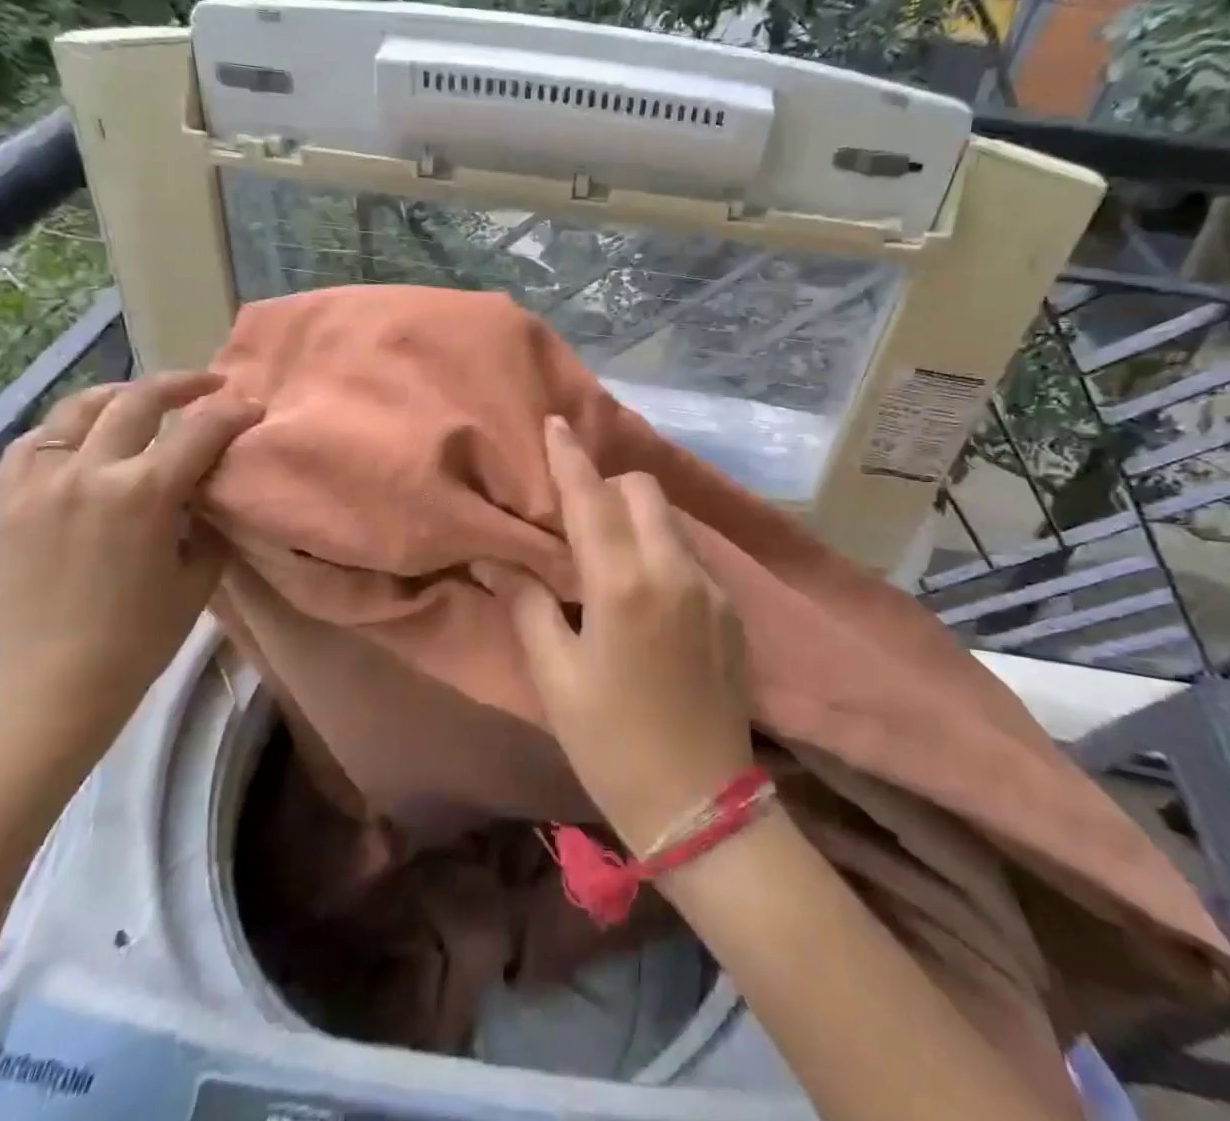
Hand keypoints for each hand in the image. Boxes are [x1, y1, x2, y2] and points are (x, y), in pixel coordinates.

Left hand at [0, 371, 261, 750]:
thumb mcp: (199, 573)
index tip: (253, 407)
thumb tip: (209, 485)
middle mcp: (90, 472)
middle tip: (210, 386)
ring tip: (145, 399)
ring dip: (121, 395)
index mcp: (145, 494)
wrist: (52, 684)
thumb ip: (207, 517)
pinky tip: (83, 437)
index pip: (201, 431)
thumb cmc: (140, 637)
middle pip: (139, 401)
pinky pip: (34, 442)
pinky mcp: (8, 499)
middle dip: (182, 385)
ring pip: (80, 408)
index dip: (234, 413)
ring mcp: (41, 481)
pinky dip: (65, 429)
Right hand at [482, 415, 753, 853]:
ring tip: (610, 554)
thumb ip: (528, 605)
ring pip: (670, 521)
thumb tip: (498, 560)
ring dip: (637, 519)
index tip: (555, 423)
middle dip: (608, 488)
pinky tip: (647, 593)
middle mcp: (674, 571)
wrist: (701, 805)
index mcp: (624, 584)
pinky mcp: (730, 610)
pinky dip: (662, 551)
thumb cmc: (611, 743)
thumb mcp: (555, 678)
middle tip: (577, 517)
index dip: (569, 457)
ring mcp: (711, 588)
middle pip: (642, 491)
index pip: (592, 499)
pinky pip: (689, 555)